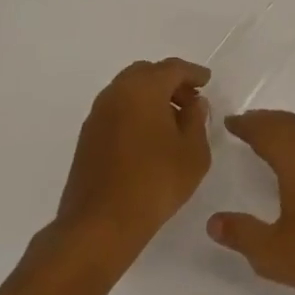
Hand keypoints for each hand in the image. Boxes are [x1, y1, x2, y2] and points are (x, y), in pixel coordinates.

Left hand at [52, 57, 211, 258]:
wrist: (100, 225)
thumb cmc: (155, 182)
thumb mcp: (194, 152)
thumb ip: (197, 120)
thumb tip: (193, 104)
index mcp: (143, 89)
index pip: (173, 68)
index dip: (193, 73)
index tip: (207, 82)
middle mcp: (116, 94)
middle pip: (146, 73)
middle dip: (170, 81)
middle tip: (190, 100)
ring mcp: (97, 116)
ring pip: (128, 91)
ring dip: (151, 97)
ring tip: (172, 121)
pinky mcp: (87, 138)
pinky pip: (117, 110)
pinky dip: (135, 112)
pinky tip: (150, 137)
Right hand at [206, 110, 294, 294]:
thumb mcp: (273, 251)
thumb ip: (242, 234)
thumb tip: (214, 221)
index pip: (268, 132)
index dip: (247, 124)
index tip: (230, 121)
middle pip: (290, 124)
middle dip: (266, 120)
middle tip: (246, 123)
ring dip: (286, 128)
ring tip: (269, 136)